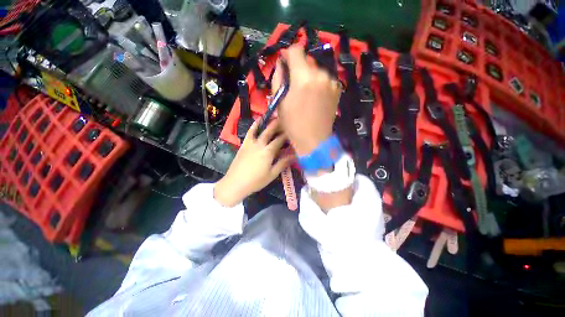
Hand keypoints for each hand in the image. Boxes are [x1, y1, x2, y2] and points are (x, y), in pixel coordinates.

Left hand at [214, 119, 293, 206]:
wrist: (235, 183)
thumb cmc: (256, 181)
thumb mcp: (272, 174)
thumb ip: (283, 163)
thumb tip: (294, 156)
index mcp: (268, 152)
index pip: (279, 140)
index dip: (286, 135)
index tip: (292, 131)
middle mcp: (260, 144)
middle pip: (270, 131)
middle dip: (278, 124)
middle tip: (285, 118)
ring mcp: (251, 143)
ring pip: (260, 129)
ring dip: (268, 122)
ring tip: (273, 116)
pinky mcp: (244, 144)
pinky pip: (250, 132)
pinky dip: (254, 125)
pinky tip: (258, 121)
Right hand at [272, 45, 340, 155]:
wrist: (314, 140)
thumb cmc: (293, 124)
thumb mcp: (280, 102)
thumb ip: (278, 78)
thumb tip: (281, 63)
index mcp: (304, 77)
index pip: (296, 50)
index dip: (288, 54)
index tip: (284, 65)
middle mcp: (321, 74)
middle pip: (307, 61)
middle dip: (298, 69)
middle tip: (293, 86)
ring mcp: (331, 81)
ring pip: (316, 70)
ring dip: (309, 77)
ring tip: (305, 95)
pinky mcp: (337, 89)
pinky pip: (324, 79)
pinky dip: (318, 84)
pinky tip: (315, 98)